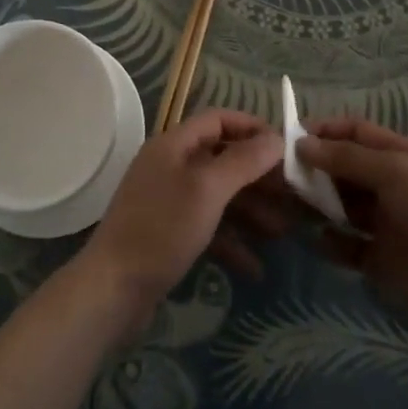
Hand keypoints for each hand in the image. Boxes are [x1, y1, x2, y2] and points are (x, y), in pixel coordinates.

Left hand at [78, 109, 282, 335]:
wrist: (113, 288)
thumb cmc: (162, 229)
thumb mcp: (207, 190)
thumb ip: (243, 161)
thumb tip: (276, 137)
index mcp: (173, 144)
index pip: (217, 120)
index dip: (251, 128)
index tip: (285, 147)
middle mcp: (169, 166)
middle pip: (221, 159)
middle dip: (258, 176)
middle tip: (293, 194)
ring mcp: (167, 201)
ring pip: (218, 195)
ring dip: (250, 210)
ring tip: (283, 232)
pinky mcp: (168, 234)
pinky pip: (207, 227)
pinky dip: (231, 241)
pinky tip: (255, 266)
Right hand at [297, 118, 407, 347]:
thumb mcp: (393, 171)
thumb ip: (346, 157)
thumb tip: (301, 143)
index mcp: (399, 156)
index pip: (355, 132)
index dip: (325, 131)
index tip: (290, 137)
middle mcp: (389, 185)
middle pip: (344, 168)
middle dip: (315, 168)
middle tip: (283, 175)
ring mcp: (384, 223)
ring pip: (341, 205)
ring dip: (318, 203)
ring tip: (291, 206)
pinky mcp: (380, 259)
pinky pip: (347, 246)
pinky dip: (331, 243)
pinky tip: (318, 240)